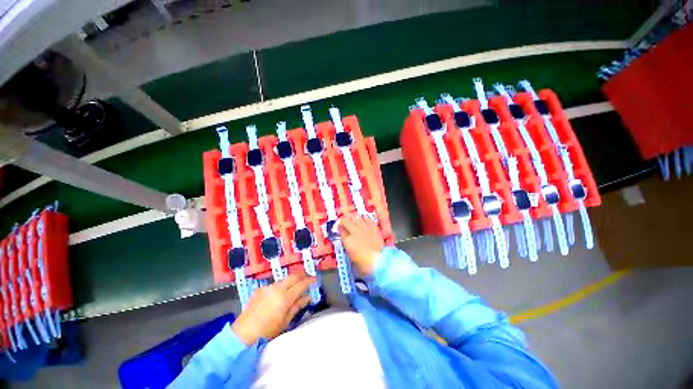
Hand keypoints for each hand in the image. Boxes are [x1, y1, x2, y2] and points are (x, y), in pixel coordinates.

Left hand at [231, 272, 314, 344]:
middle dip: (302, 275)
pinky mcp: (260, 289)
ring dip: (291, 281)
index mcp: (285, 298)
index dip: (309, 280)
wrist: (242, 334)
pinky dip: (280, 287)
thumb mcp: (285, 322)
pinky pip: (274, 285)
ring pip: (283, 279)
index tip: (314, 279)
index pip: (301, 284)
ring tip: (293, 287)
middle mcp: (276, 289)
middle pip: (293, 276)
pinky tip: (278, 296)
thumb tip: (307, 297)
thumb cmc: (267, 332)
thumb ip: (297, 306)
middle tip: (307, 277)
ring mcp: (267, 288)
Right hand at [338, 214, 383, 275]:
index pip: (341, 230)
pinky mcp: (373, 227)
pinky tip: (363, 217)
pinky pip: (367, 218)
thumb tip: (347, 239)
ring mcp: (364, 228)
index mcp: (347, 240)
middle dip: (344, 220)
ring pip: (355, 217)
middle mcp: (354, 232)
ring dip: (352, 217)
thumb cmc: (364, 263)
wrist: (378, 261)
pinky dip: (364, 217)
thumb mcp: (351, 255)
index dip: (340, 228)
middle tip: (344, 221)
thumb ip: (347, 244)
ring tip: (351, 216)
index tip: (340, 227)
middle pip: (346, 221)